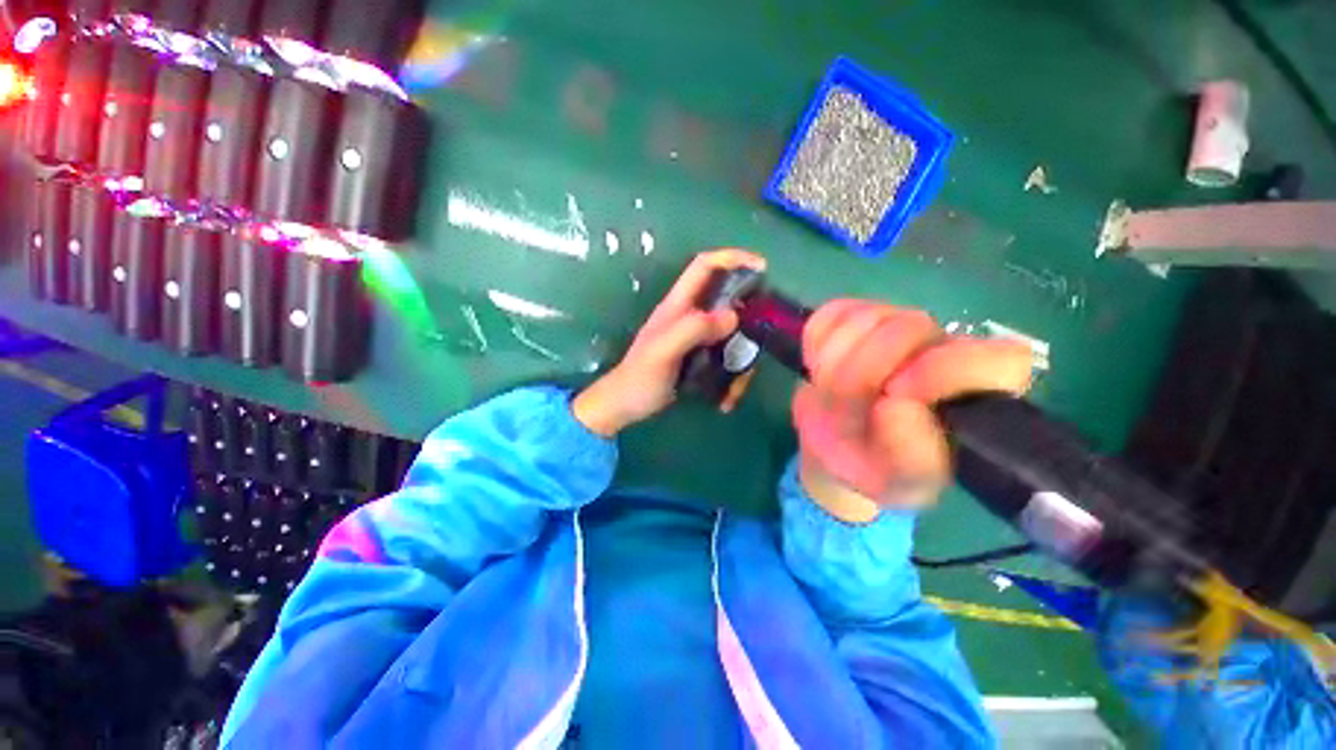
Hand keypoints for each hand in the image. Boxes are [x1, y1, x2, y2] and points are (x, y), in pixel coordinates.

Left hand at [572, 249, 766, 436]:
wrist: (626, 405)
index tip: (762, 267)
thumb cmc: (640, 377)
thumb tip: (734, 316)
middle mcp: (690, 316)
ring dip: (742, 357)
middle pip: (727, 299)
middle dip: (748, 314)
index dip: (732, 258)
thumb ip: (694, 329)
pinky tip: (727, 399)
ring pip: (731, 334)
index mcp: (678, 305)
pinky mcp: (701, 358)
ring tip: (738, 386)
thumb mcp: (663, 351)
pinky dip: (733, 377)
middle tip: (763, 335)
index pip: (705, 266)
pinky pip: (726, 358)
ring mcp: (697, 339)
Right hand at [793, 301, 1033, 521]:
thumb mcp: (897, 482)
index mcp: (974, 393)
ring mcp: (894, 324)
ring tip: (830, 396)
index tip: (892, 398)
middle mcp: (941, 348)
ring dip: (831, 366)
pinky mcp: (850, 317)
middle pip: (908, 328)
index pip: (999, 358)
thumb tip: (894, 407)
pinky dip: (815, 346)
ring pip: (862, 319)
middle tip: (843, 411)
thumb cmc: (875, 469)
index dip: (942, 370)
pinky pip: (828, 317)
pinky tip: (819, 369)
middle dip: (859, 375)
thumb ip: (910, 457)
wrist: (834, 446)